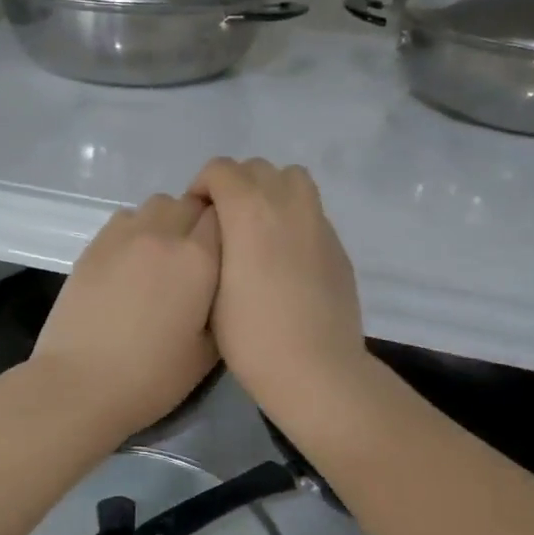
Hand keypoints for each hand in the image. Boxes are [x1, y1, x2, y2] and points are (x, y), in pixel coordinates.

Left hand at [31, 193, 220, 436]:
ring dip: (169, 221)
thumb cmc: (151, 377)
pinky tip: (132, 262)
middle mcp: (163, 233)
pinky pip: (126, 218)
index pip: (225, 215)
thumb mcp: (209, 351)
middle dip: (201, 221)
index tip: (229, 254)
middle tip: (199, 258)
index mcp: (198, 258)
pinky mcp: (94, 244)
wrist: (80, 384)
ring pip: (158, 204)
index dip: (230, 230)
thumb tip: (221, 283)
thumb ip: (222, 305)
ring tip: (164, 257)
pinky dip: (138, 229)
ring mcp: (124, 235)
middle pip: (192, 203)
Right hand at [186, 158, 368, 417]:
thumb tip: (217, 229)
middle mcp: (286, 203)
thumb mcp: (210, 286)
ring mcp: (317, 221)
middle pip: (257, 168)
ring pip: (292, 179)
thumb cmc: (249, 333)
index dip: (202, 185)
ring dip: (270, 190)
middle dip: (235, 185)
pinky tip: (285, 256)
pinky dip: (293, 218)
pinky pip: (311, 211)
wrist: (313, 366)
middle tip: (224, 222)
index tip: (196, 215)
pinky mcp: (337, 244)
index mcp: (248, 209)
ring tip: (258, 227)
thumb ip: (212, 243)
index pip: (220, 169)